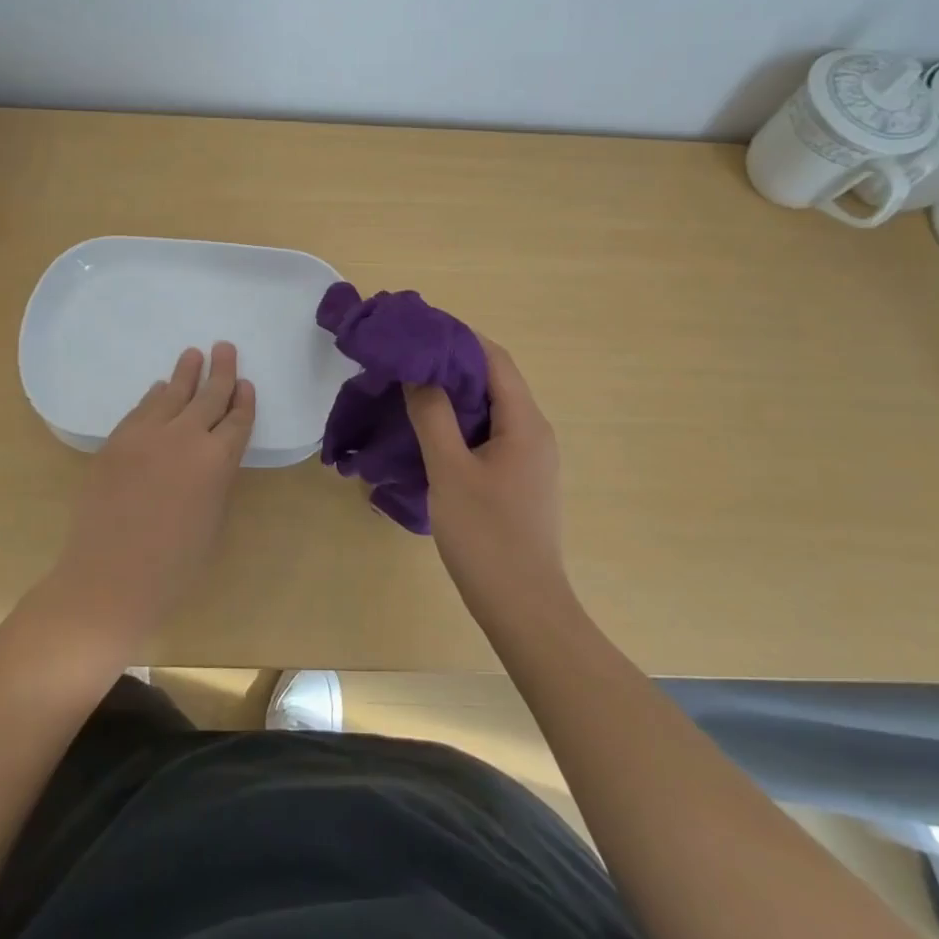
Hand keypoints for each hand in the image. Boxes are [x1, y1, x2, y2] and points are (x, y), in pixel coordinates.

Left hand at [43, 342, 255, 651]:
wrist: (110, 577)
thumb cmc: (174, 564)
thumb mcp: (212, 518)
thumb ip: (214, 478)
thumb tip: (208, 455)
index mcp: (217, 460)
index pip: (236, 419)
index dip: (242, 400)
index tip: (245, 383)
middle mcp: (186, 437)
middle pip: (208, 396)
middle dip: (220, 371)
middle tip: (224, 347)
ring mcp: (147, 435)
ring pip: (172, 394)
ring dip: (185, 373)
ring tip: (193, 354)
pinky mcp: (116, 441)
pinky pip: (141, 409)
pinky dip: (154, 396)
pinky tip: (159, 388)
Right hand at [404, 335, 565, 614]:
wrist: (523, 608)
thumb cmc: (487, 536)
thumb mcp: (450, 470)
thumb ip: (432, 415)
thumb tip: (418, 371)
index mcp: (525, 422)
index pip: (494, 359)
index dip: (458, 338)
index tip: (417, 330)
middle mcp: (533, 432)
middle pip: (493, 380)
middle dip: (451, 364)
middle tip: (405, 358)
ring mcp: (528, 458)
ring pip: (488, 409)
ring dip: (453, 394)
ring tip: (409, 388)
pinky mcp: (517, 479)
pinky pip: (487, 434)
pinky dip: (458, 422)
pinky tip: (428, 431)